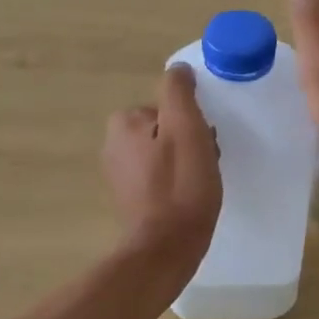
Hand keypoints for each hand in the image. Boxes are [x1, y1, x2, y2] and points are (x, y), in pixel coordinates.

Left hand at [103, 64, 221, 266]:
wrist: (167, 248)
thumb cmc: (180, 186)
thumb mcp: (186, 128)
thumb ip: (179, 92)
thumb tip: (178, 69)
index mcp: (123, 124)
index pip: (168, 109)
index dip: (192, 123)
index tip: (205, 143)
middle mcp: (113, 146)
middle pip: (166, 131)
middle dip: (189, 143)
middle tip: (206, 165)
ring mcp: (120, 176)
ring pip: (166, 155)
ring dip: (187, 164)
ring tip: (202, 185)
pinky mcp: (131, 200)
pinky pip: (161, 179)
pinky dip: (177, 184)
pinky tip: (190, 200)